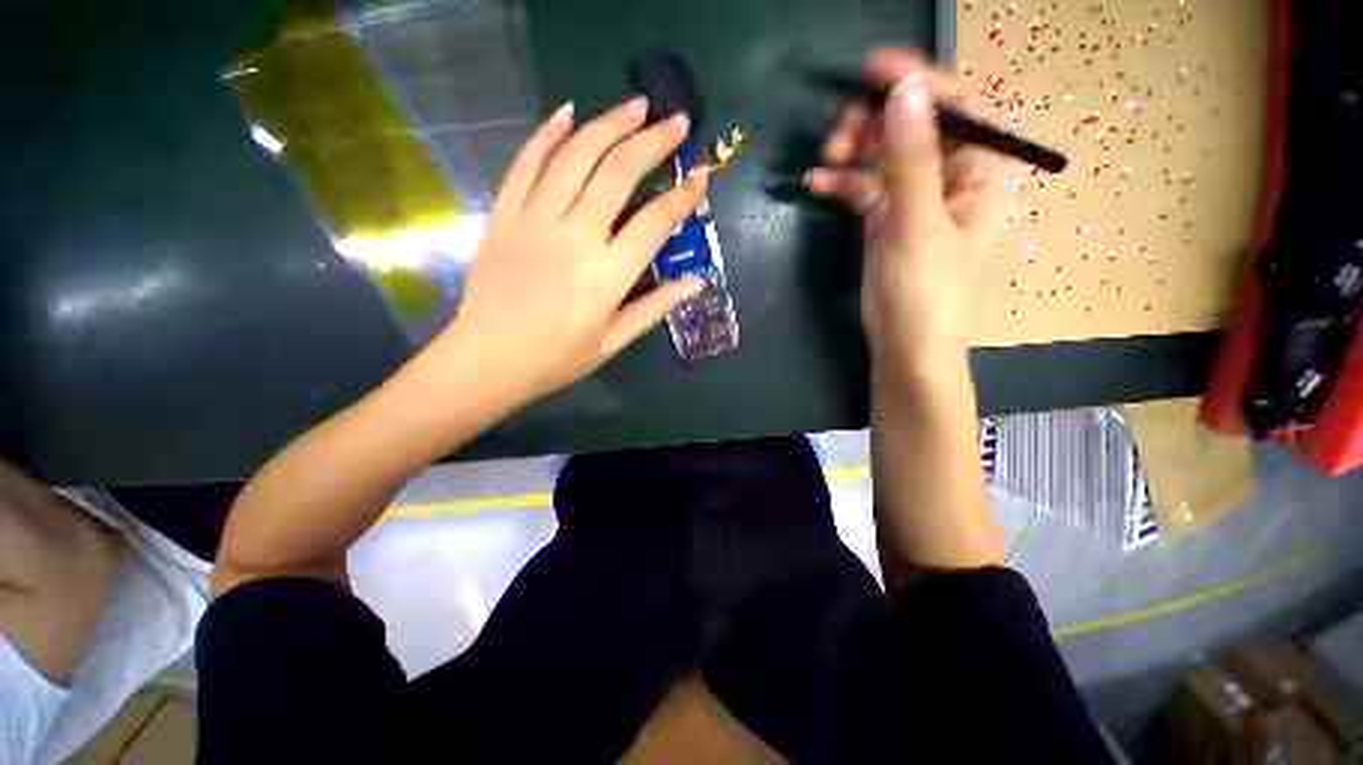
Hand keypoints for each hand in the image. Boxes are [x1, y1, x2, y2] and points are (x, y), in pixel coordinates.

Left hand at [437, 97, 706, 402]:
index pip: (655, 222)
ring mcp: (535, 220)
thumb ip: (655, 307)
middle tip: (675, 120)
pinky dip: (547, 134)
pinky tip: (567, 113)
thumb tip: (697, 282)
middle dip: (652, 141)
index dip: (682, 196)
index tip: (700, 176)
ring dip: (608, 124)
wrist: (489, 359)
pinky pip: (526, 164)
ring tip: (635, 105)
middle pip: (617, 173)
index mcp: (607, 274)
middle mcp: (575, 237)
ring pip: (575, 157)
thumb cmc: (558, 358)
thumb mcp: (614, 341)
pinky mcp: (504, 215)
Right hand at [806, 50, 1015, 373]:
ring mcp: (917, 202)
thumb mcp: (917, 226)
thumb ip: (913, 160)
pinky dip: (843, 184)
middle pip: (917, 129)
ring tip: (825, 157)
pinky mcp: (889, 223)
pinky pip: (867, 190)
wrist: (906, 351)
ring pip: (887, 158)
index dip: (919, 83)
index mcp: (982, 175)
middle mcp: (953, 181)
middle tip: (839, 129)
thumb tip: (906, 91)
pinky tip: (817, 184)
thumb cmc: (924, 294)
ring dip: (855, 152)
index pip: (957, 109)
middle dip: (877, 122)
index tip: (874, 69)